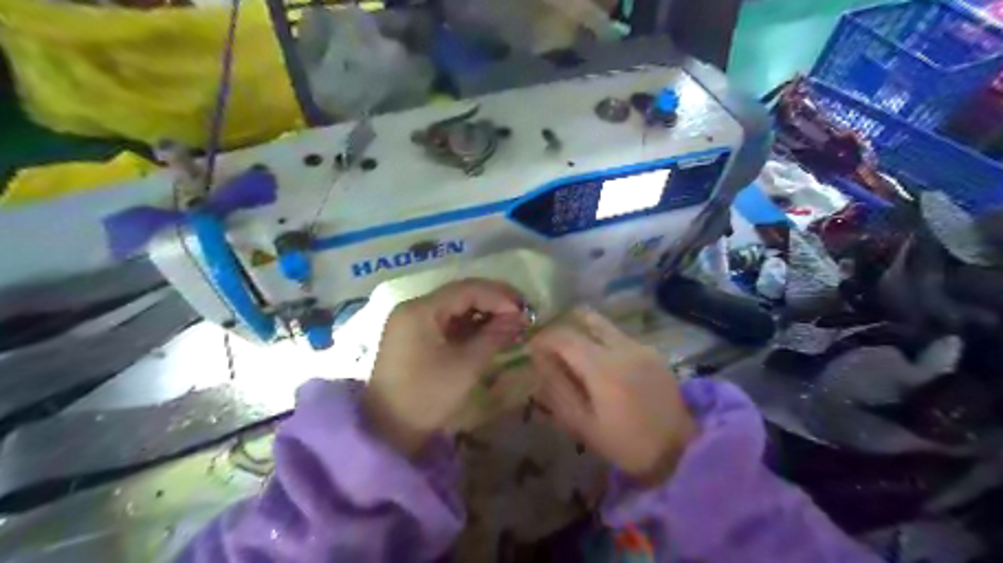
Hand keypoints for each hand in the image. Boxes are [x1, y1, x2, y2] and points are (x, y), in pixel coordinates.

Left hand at [365, 280, 528, 453]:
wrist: (387, 432)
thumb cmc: (427, 396)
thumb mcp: (466, 366)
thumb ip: (494, 336)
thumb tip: (519, 318)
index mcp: (421, 310)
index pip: (467, 289)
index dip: (499, 297)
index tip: (525, 312)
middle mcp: (414, 308)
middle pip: (460, 294)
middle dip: (493, 302)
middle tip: (522, 314)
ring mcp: (411, 322)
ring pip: (454, 307)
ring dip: (483, 313)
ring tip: (510, 324)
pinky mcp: (414, 337)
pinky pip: (446, 322)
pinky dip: (469, 326)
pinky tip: (489, 333)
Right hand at [532, 307, 698, 484]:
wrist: (680, 450)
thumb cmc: (626, 444)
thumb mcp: (583, 425)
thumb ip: (558, 389)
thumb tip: (539, 361)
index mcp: (603, 368)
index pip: (564, 338)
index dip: (544, 339)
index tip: (532, 349)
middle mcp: (623, 347)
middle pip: (585, 320)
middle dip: (563, 329)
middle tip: (551, 346)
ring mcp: (641, 346)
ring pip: (604, 325)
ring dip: (583, 331)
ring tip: (572, 352)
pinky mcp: (653, 351)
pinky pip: (619, 336)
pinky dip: (602, 341)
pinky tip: (600, 363)